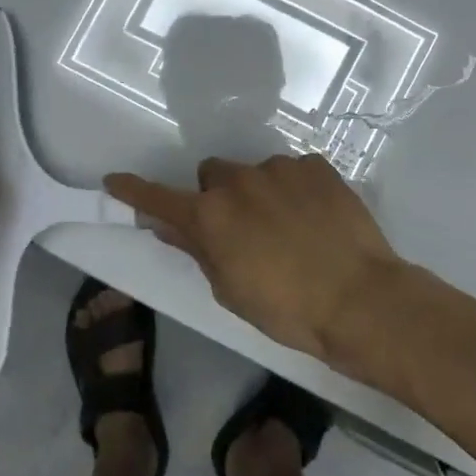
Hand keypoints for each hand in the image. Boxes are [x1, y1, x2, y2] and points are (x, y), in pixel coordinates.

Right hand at [104, 154, 403, 362]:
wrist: (361, 299)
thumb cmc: (288, 309)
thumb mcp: (231, 290)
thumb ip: (198, 251)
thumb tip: (169, 226)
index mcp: (211, 217)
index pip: (159, 198)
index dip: (135, 191)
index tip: (114, 181)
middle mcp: (238, 181)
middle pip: (213, 175)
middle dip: (218, 196)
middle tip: (240, 228)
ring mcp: (280, 168)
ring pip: (254, 172)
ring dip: (260, 192)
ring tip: (290, 228)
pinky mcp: (316, 165)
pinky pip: (293, 171)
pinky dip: (295, 189)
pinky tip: (315, 218)